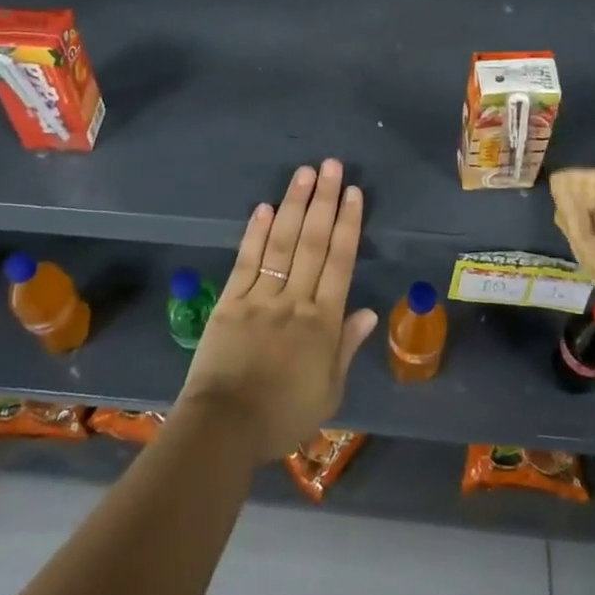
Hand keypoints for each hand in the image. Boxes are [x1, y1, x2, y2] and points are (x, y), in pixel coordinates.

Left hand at [175, 160, 378, 461]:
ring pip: (281, 243)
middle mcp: (295, 300)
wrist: (225, 429)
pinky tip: (265, 207)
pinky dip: (256, 233)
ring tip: (304, 173)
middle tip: (331, 165)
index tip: (353, 193)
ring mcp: (260, 297)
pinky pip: (246, 261)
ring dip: (293, 205)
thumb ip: (347, 347)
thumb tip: (369, 311)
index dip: (348, 224)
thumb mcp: (328, 392)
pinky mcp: (230, 301)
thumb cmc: (282, 416)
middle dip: (324, 201)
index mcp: (322, 322)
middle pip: (312, 242)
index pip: (339, 262)